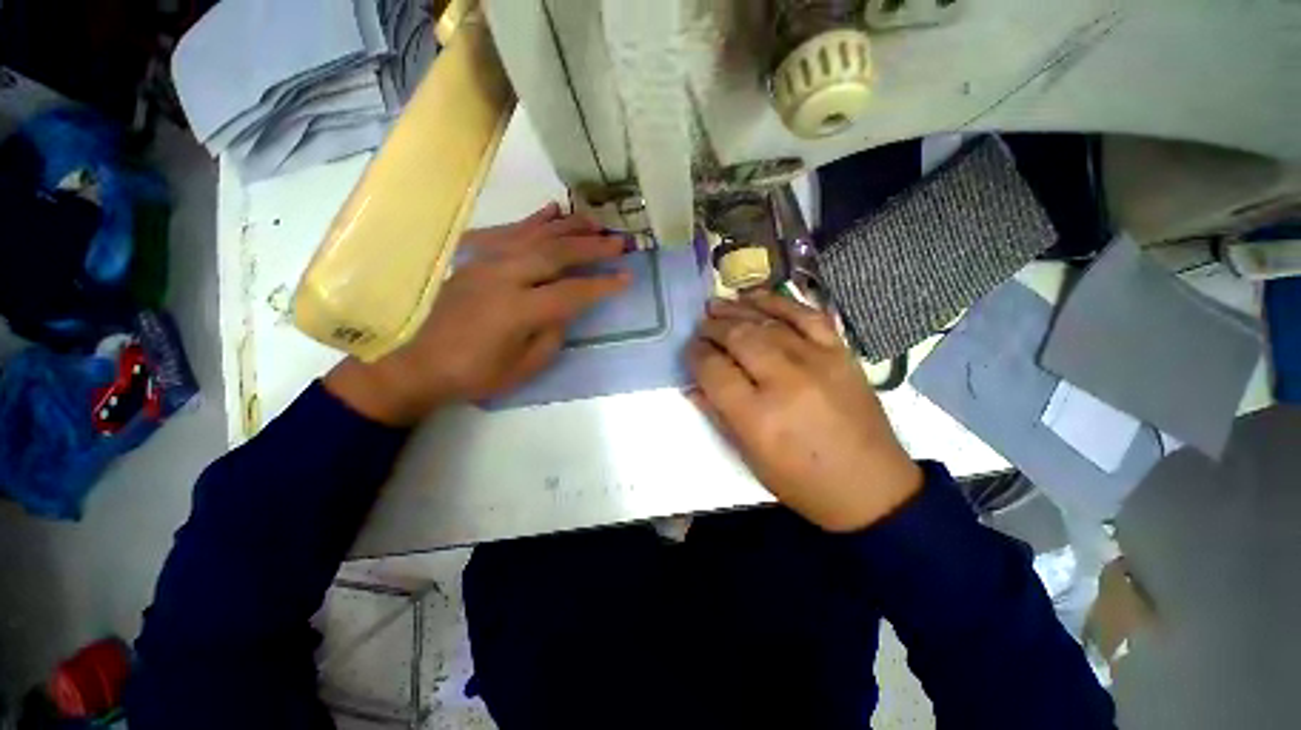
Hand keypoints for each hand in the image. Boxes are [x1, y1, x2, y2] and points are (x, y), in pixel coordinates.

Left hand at [326, 203, 629, 424]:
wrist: (419, 364)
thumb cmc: (475, 374)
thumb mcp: (524, 366)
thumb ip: (552, 333)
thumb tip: (566, 307)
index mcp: (517, 310)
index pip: (572, 292)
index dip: (602, 285)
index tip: (627, 276)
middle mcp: (503, 277)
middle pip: (556, 254)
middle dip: (592, 247)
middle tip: (620, 242)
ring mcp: (486, 263)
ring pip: (535, 236)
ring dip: (569, 227)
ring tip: (596, 222)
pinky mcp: (475, 259)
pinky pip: (509, 233)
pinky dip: (534, 221)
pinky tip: (553, 211)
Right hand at [687, 292, 921, 531]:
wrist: (871, 486)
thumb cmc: (802, 482)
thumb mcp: (750, 458)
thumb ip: (718, 416)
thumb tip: (694, 386)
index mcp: (757, 416)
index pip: (714, 370)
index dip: (696, 355)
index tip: (690, 350)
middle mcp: (784, 381)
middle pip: (738, 338)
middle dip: (712, 328)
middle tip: (701, 327)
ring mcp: (817, 361)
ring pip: (767, 322)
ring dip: (737, 310)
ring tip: (717, 305)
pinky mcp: (840, 352)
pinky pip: (806, 315)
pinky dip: (778, 302)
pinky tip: (756, 297)